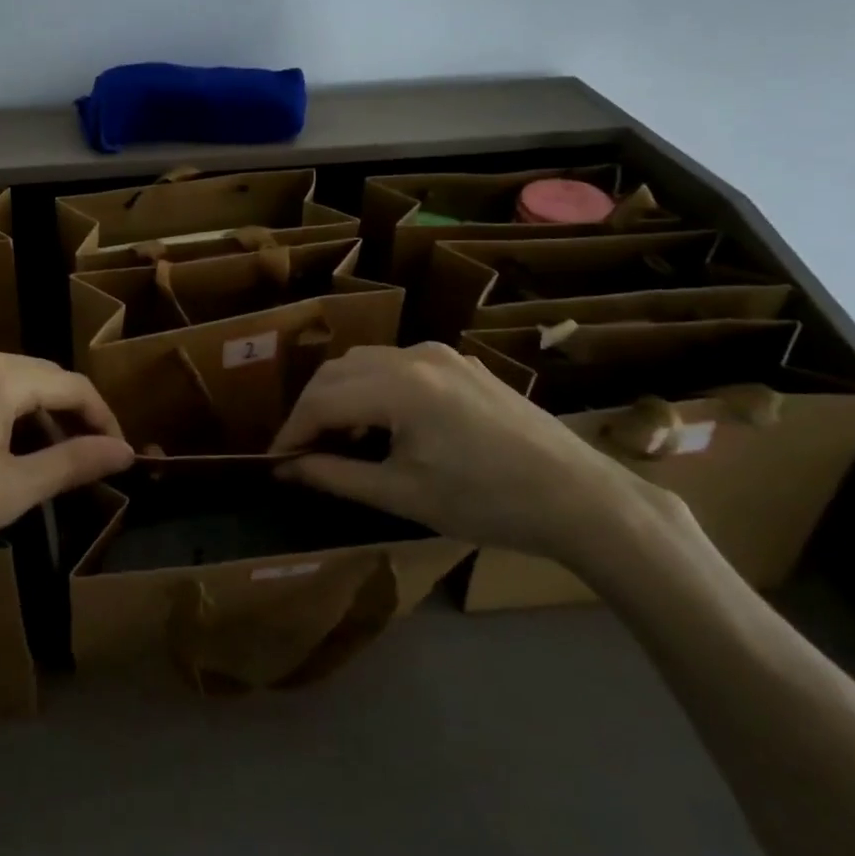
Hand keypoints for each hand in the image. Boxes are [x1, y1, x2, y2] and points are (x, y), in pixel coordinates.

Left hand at [0, 344, 134, 579]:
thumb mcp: (10, 491)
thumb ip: (72, 464)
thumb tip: (125, 452)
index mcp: (0, 374)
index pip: (73, 384)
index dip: (103, 417)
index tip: (118, 454)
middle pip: (41, 376)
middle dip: (70, 414)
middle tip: (85, 458)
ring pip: (9, 380)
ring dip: (36, 413)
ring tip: (44, 458)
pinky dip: (1, 411)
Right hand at [269, 342, 656, 561]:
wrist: (580, 498)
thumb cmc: (488, 502)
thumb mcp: (404, 495)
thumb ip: (336, 476)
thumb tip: (285, 469)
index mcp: (399, 386)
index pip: (321, 400)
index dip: (291, 431)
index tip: (274, 462)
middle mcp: (414, 354)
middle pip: (336, 372)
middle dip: (311, 410)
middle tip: (302, 453)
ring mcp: (440, 353)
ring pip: (364, 362)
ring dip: (340, 395)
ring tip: (341, 441)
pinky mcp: (460, 362)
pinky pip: (397, 364)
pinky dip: (373, 388)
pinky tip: (384, 424)